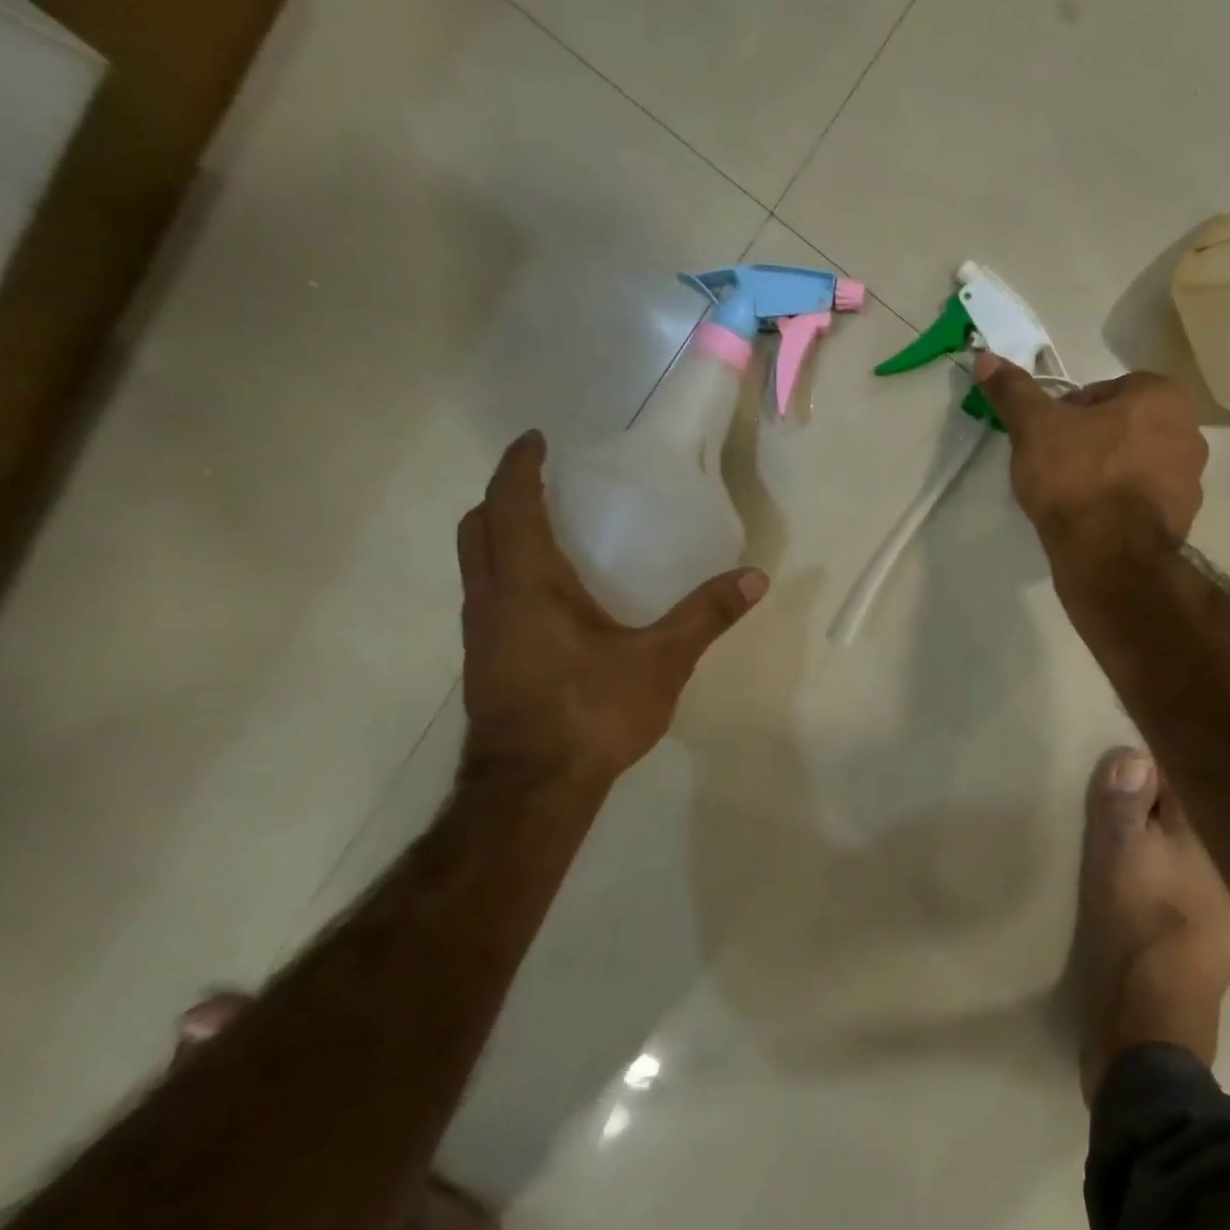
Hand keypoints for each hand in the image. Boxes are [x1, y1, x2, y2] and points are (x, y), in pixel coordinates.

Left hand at [457, 432, 766, 790]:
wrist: (532, 789)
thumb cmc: (591, 713)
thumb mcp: (660, 661)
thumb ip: (705, 616)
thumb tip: (754, 577)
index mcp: (527, 585)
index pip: (509, 505)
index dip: (518, 466)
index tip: (536, 440)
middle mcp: (491, 600)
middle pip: (476, 529)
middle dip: (502, 498)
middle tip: (542, 488)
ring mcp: (480, 636)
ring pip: (475, 566)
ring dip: (499, 539)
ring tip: (547, 538)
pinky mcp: (485, 664)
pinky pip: (487, 599)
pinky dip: (507, 578)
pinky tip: (549, 605)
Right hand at [975, 353, 1206, 565]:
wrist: (1108, 555)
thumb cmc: (1077, 478)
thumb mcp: (1034, 428)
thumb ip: (1013, 391)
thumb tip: (985, 358)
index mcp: (1162, 397)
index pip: (1106, 391)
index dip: (1070, 413)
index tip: (1048, 438)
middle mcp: (1190, 432)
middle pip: (1125, 428)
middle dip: (1094, 442)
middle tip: (1058, 467)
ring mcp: (1191, 481)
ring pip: (1136, 465)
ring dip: (1109, 474)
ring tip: (1074, 498)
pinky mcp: (1183, 521)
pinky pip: (1144, 502)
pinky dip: (1121, 506)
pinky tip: (1093, 522)